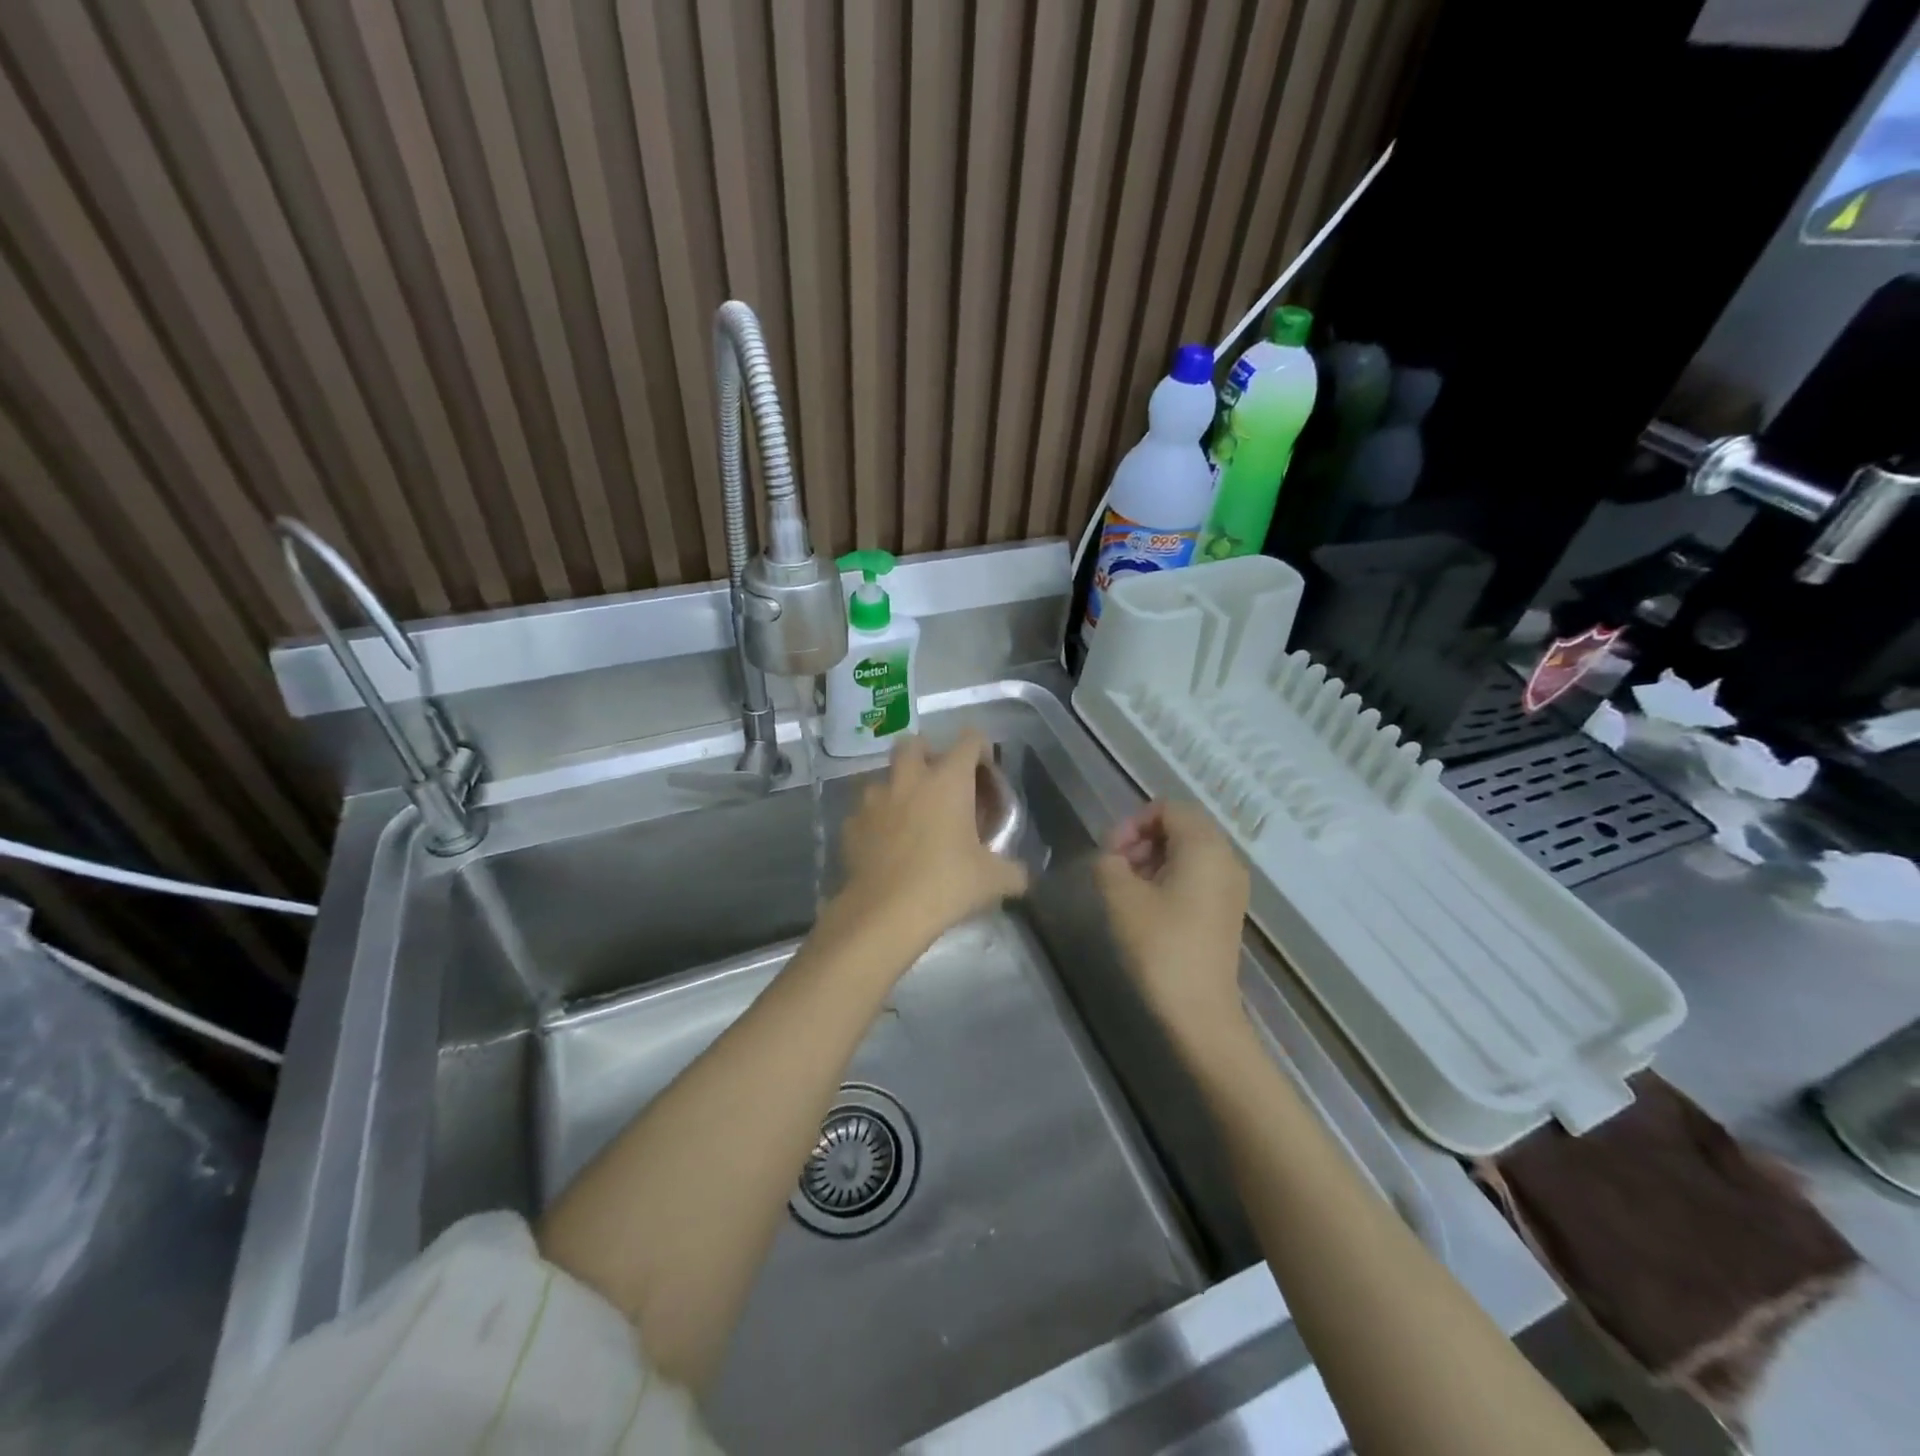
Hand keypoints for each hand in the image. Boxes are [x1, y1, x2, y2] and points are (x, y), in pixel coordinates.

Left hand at [832, 730, 1029, 949]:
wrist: (885, 913)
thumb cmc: (946, 884)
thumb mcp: (993, 881)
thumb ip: (1013, 871)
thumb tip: (1021, 877)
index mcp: (948, 781)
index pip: (968, 740)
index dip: (980, 749)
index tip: (985, 771)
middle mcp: (909, 779)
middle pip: (914, 743)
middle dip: (927, 754)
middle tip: (940, 782)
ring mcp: (875, 800)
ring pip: (884, 777)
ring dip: (898, 788)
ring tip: (910, 816)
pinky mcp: (851, 824)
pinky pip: (865, 813)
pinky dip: (876, 822)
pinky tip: (885, 845)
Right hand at [1094, 800, 1249, 1047]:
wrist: (1198, 1012)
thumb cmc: (1159, 945)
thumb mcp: (1119, 895)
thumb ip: (1107, 861)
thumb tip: (1111, 858)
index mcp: (1205, 846)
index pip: (1167, 808)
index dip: (1131, 823)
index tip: (1108, 853)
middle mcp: (1226, 859)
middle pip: (1180, 827)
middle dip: (1141, 839)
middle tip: (1113, 868)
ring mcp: (1231, 887)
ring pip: (1187, 852)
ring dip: (1152, 859)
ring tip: (1126, 888)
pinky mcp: (1226, 911)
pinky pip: (1197, 876)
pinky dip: (1169, 878)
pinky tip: (1147, 906)